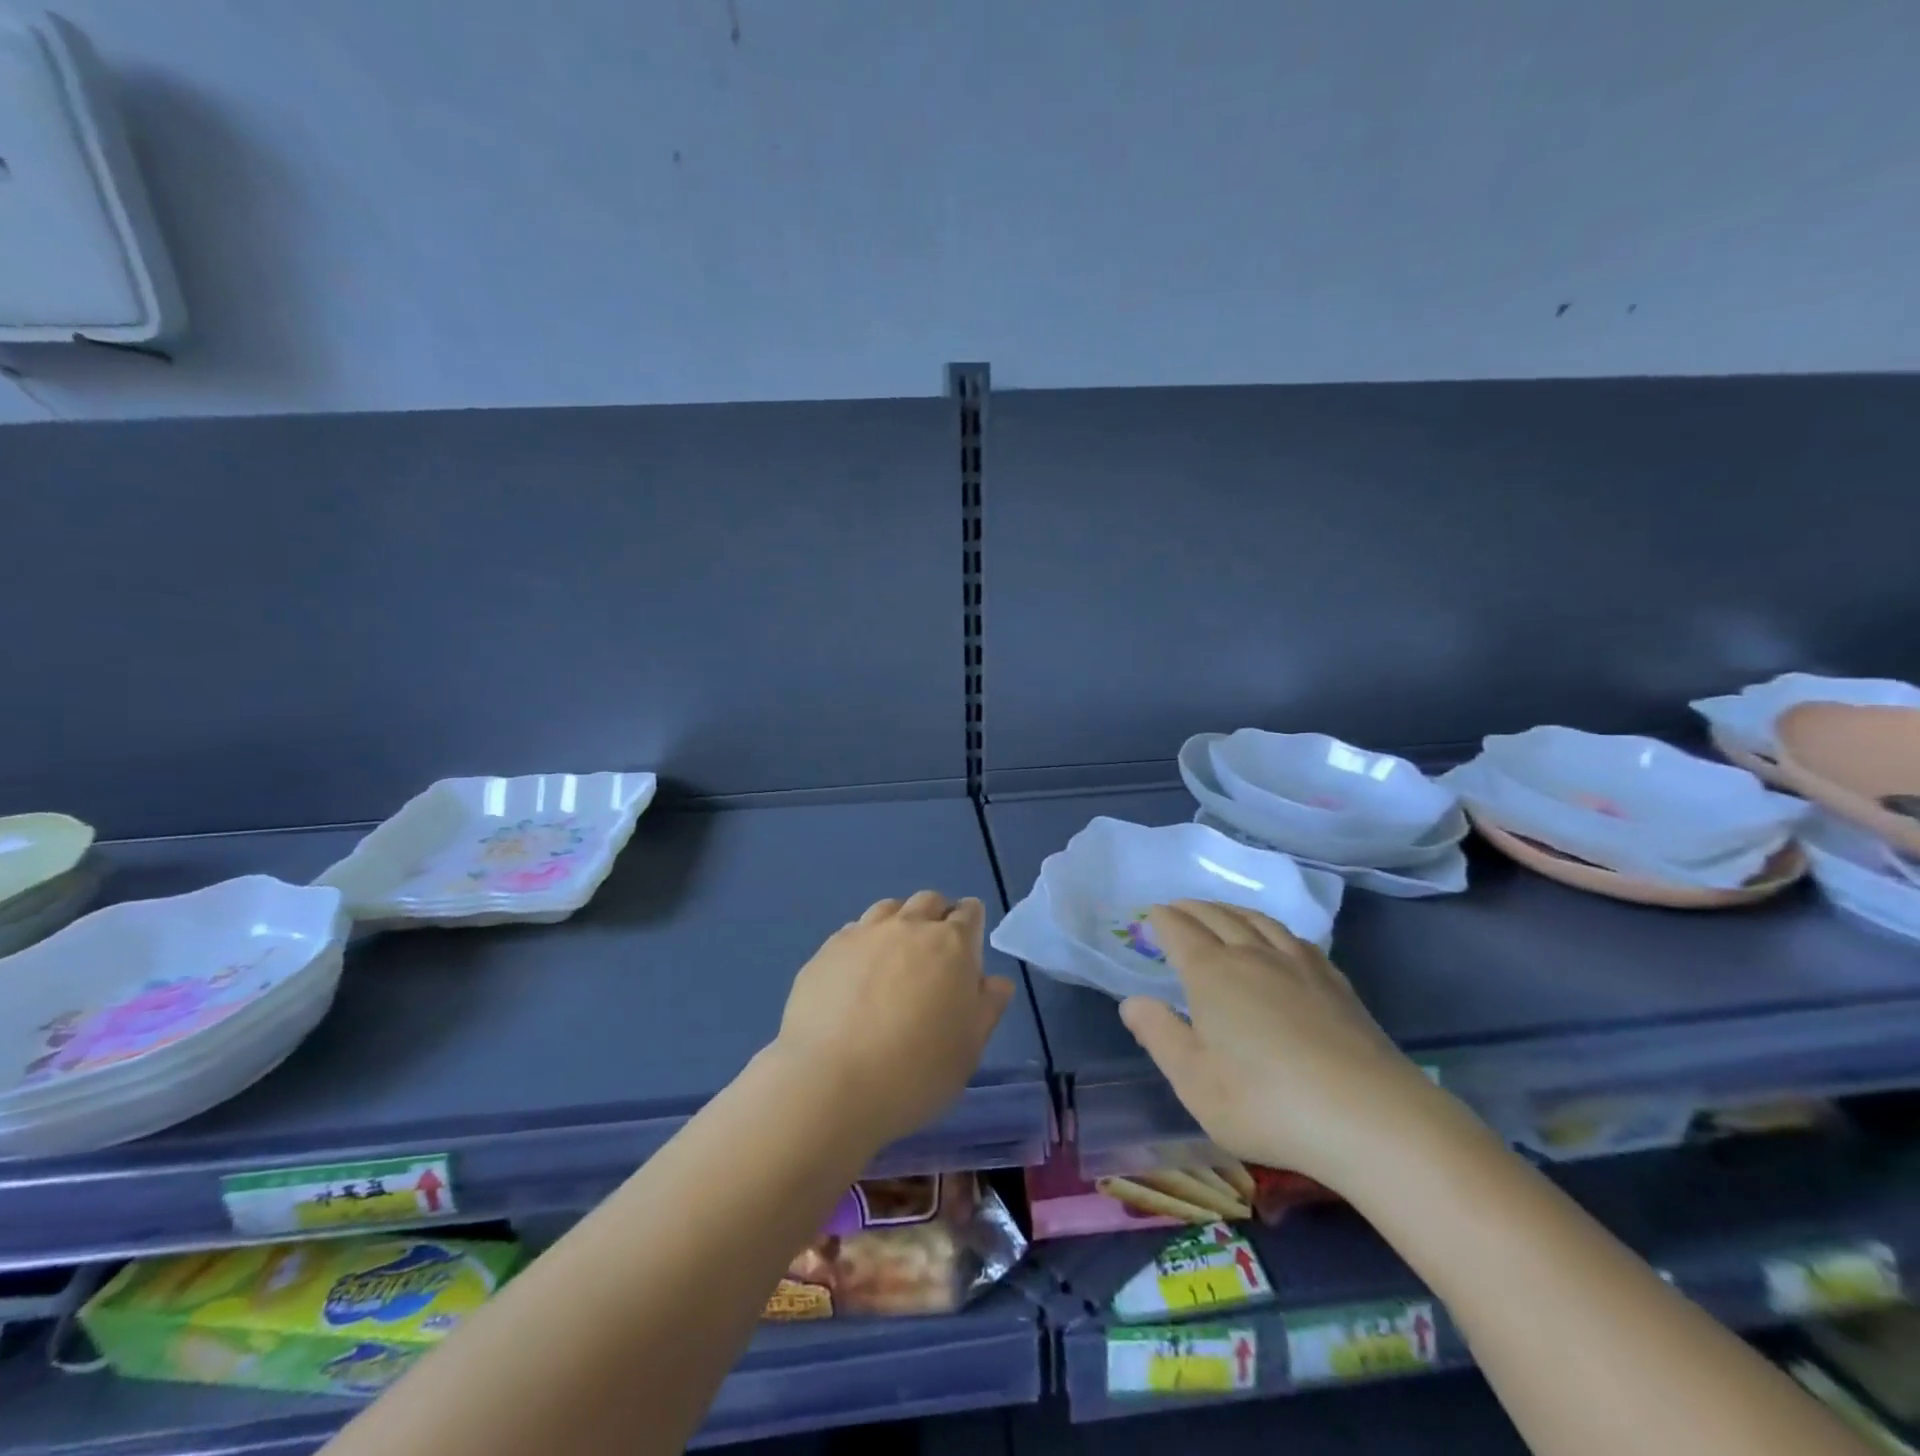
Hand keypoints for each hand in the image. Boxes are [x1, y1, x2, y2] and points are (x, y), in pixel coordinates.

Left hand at [774, 891, 1015, 1149]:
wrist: (831, 1083)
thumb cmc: (916, 1072)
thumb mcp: (968, 1049)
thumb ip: (987, 1007)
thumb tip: (996, 982)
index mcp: (952, 944)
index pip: (970, 912)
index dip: (972, 926)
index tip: (968, 951)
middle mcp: (909, 926)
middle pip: (928, 902)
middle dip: (936, 918)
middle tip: (933, 956)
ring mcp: (864, 934)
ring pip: (888, 909)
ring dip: (899, 925)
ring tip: (893, 961)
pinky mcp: (827, 950)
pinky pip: (853, 932)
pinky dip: (863, 945)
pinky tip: (856, 977)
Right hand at [1119, 901, 1448, 1193]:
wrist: (1370, 1118)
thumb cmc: (1266, 1102)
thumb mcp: (1194, 1080)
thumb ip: (1159, 1035)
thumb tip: (1132, 1002)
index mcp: (1212, 973)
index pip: (1180, 932)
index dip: (1163, 920)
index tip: (1151, 915)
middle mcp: (1252, 956)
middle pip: (1217, 917)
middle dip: (1192, 909)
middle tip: (1177, 908)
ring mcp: (1299, 965)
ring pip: (1258, 921)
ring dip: (1231, 910)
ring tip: (1220, 912)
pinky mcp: (1335, 983)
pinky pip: (1295, 938)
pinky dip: (1273, 928)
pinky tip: (1278, 940)